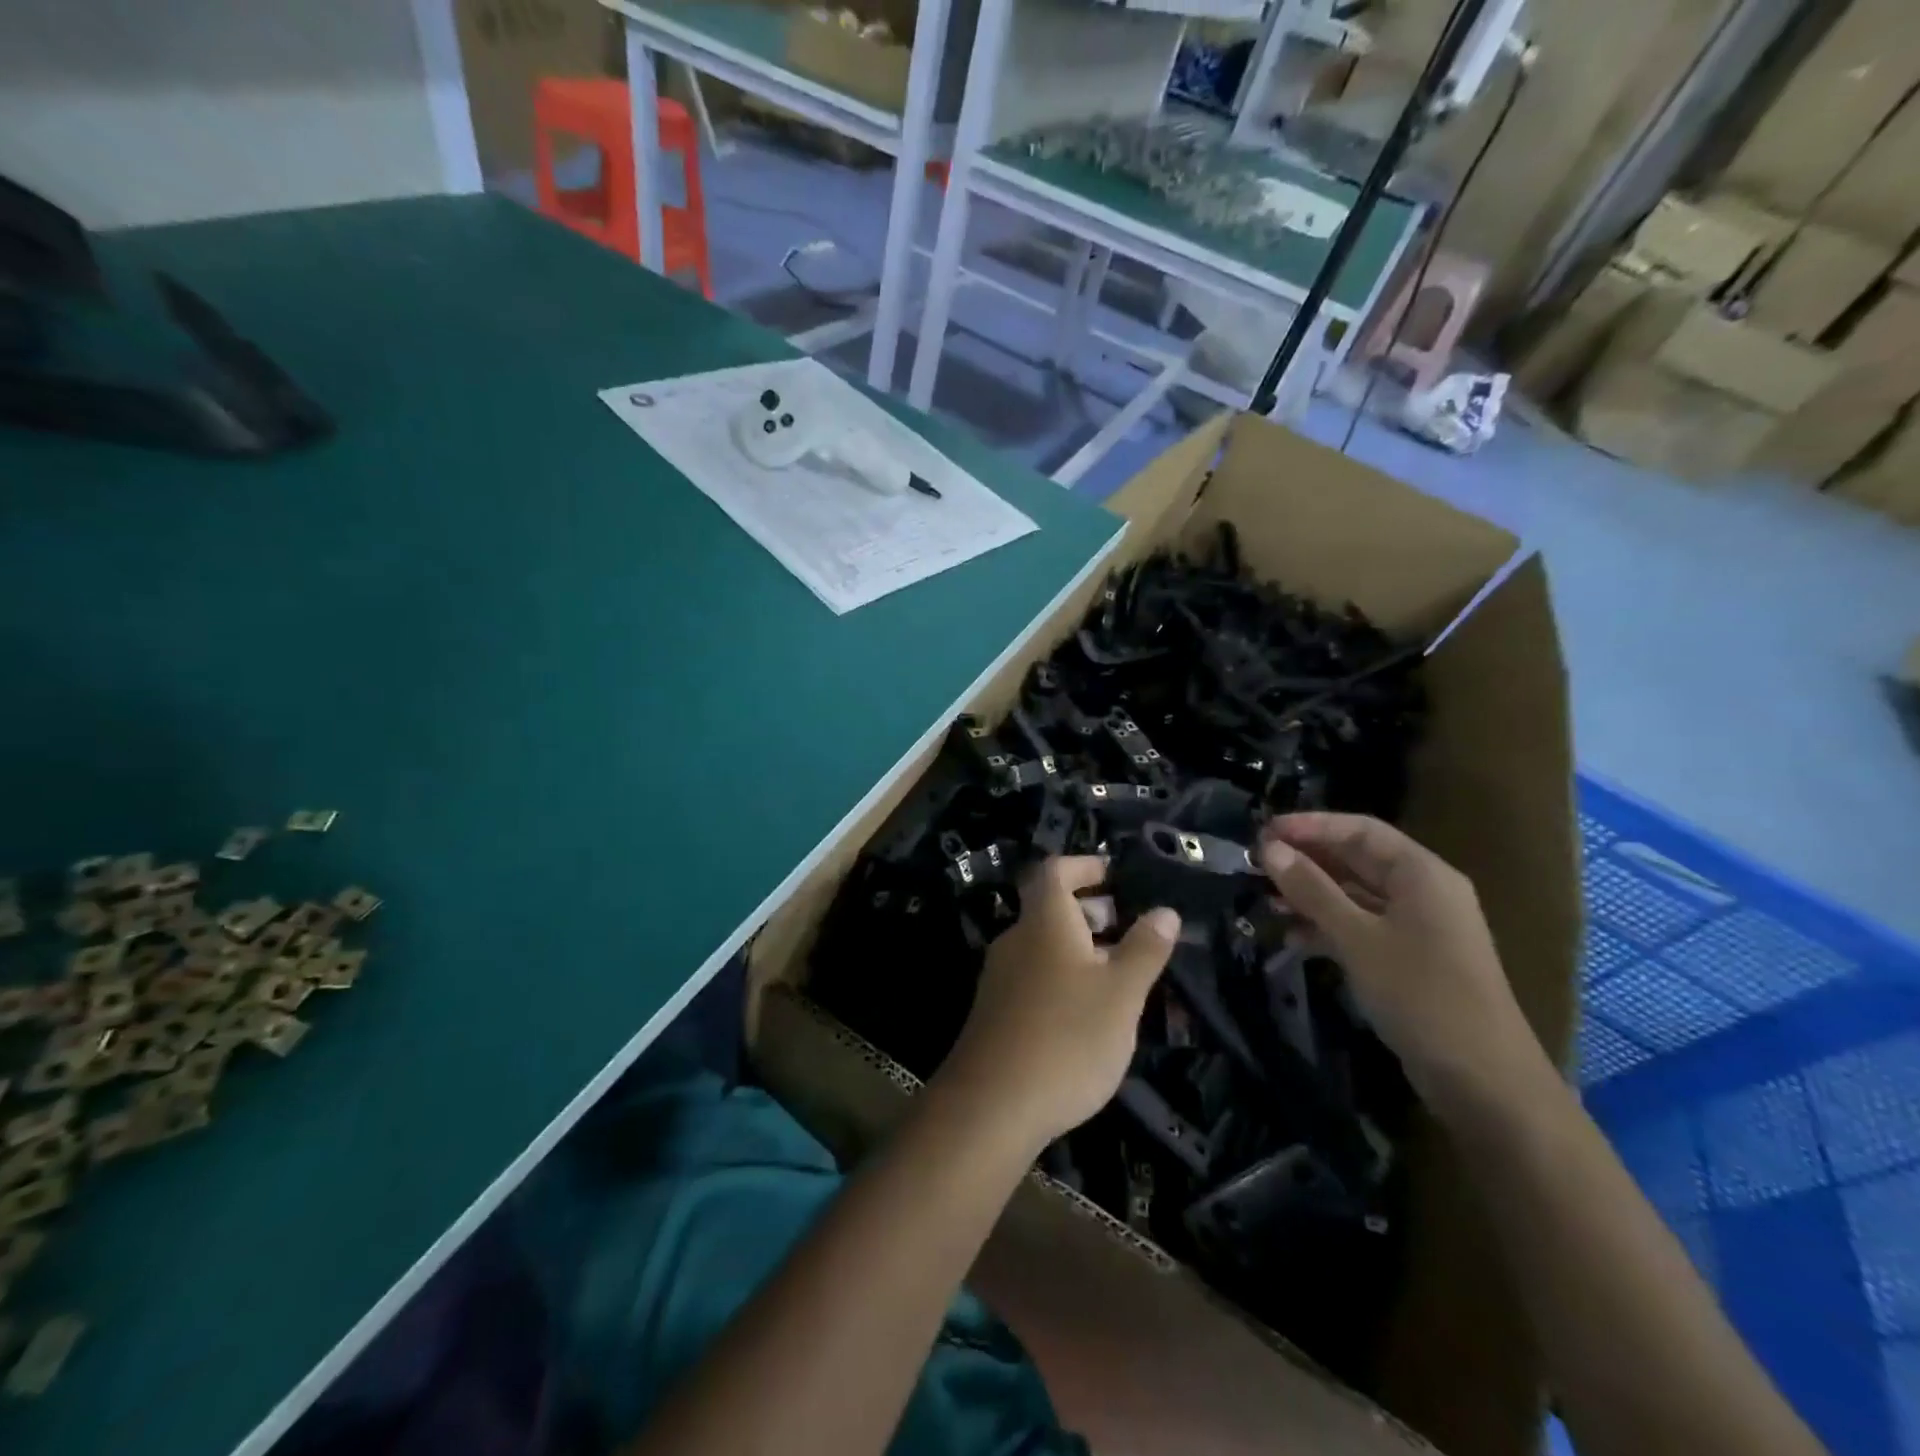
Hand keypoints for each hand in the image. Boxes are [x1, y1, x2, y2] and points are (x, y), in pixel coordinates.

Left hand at [940, 856, 1179, 1148]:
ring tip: (1122, 971)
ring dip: (1082, 947)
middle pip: (1051, 907)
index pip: (1055, 870)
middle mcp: (1016, 939)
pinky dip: (1065, 976)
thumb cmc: (1067, 1038)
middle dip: (1091, 910)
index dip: (1085, 865)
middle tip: (1130, 926)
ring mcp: (1001, 976)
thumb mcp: (1121, 993)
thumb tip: (1164, 910)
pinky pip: (1036, 975)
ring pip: (1045, 945)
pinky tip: (1090, 1011)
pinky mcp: (997, 1010)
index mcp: (1044, 921)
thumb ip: (1145, 949)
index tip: (1116, 874)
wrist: (992, 1105)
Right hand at [1258, 813, 1546, 1113]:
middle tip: (1256, 865)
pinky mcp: (1409, 960)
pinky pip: (1361, 927)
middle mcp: (1424, 892)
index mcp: (1422, 874)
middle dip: (1306, 861)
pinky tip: (1292, 940)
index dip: (1310, 826)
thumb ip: (1312, 890)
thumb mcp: (1357, 937)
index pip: (1360, 830)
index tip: (1263, 832)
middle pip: (1357, 860)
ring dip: (1312, 896)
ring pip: (1355, 896)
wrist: (1483, 1081)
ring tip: (1266, 902)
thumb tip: (1270, 849)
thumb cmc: (1420, 994)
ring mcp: (1418, 928)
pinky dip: (1327, 928)